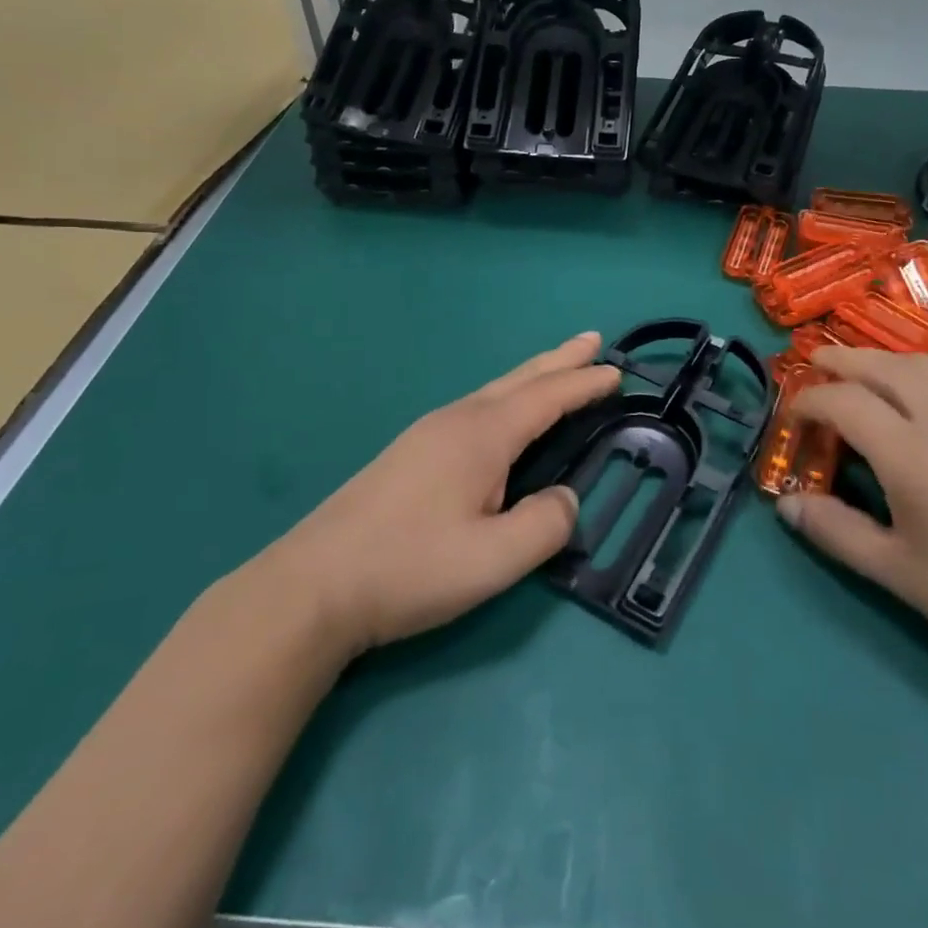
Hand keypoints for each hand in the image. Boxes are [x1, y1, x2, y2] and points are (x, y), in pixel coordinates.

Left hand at [261, 332, 619, 657]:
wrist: (311, 587)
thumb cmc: (409, 568)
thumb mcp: (493, 560)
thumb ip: (545, 526)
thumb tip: (565, 499)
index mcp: (482, 436)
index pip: (547, 398)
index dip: (584, 383)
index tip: (616, 371)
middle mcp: (457, 420)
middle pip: (520, 380)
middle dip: (560, 360)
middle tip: (593, 340)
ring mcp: (427, 433)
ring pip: (494, 391)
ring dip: (532, 376)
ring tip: (556, 369)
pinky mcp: (408, 453)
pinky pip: (475, 408)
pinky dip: (506, 397)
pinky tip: (501, 416)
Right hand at [779, 347, 927, 683]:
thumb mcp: (895, 571)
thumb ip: (835, 530)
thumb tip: (787, 505)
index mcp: (909, 453)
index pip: (845, 401)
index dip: (809, 399)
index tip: (792, 413)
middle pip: (882, 366)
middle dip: (841, 358)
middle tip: (813, 362)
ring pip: (921, 366)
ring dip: (880, 360)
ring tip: (857, 373)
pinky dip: (915, 376)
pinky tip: (913, 404)